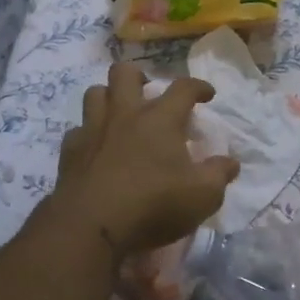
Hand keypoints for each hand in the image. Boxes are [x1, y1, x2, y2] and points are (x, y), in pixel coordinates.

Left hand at [47, 62, 239, 258]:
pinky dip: (89, 134)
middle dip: (139, 77)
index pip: (183, 88)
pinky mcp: (70, 151)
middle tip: (149, 94)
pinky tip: (96, 148)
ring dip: (109, 97)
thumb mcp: (202, 196)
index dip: (198, 86)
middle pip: (125, 73)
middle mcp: (125, 114)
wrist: (91, 226)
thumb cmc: (153, 205)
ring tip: (120, 114)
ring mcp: (93, 130)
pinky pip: (77, 130)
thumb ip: (219, 175)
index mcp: (160, 118)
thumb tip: (230, 162)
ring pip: (95, 93)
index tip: (207, 94)